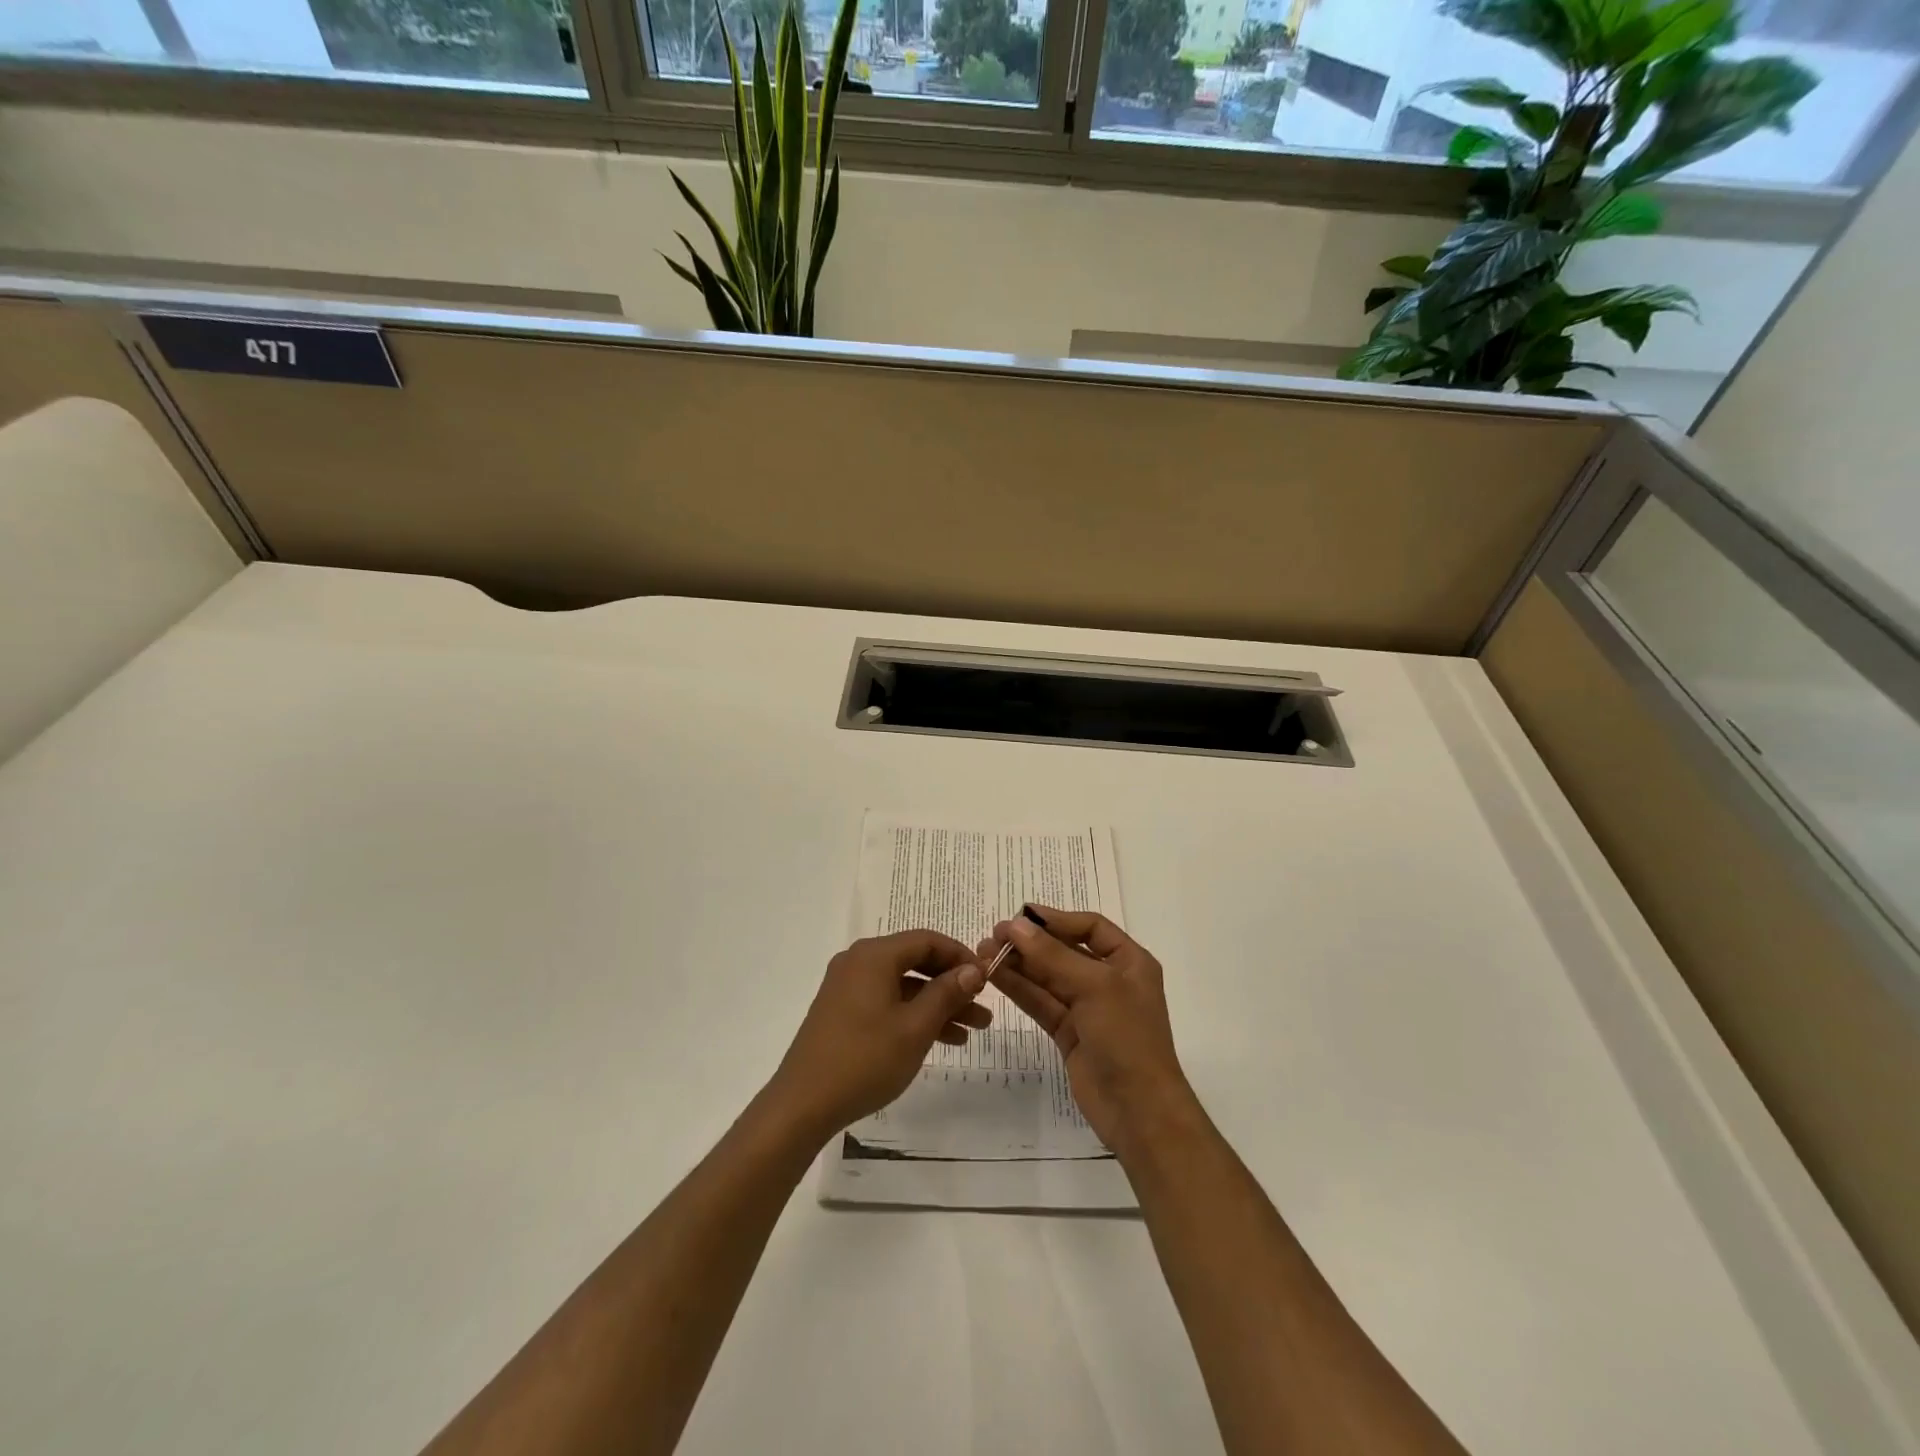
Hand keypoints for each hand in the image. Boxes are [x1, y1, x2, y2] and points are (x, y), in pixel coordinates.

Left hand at [767, 930, 991, 1143]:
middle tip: (983, 1008)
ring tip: (972, 1031)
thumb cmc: (864, 1060)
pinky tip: (940, 1039)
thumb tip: (972, 969)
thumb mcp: (915, 1027)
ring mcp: (847, 986)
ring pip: (903, 985)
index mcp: (874, 955)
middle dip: (952, 985)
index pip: (927, 940)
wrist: (802, 1104)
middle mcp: (859, 961)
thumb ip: (946, 993)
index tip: (987, 980)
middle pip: (916, 961)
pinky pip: (887, 1001)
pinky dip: (913, 1014)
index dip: (961, 956)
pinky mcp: (842, 1010)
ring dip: (937, 1004)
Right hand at [979, 908, 1194, 1157]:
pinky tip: (995, 976)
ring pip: (1048, 978)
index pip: (1090, 927)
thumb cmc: (1127, 1038)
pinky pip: (1041, 1003)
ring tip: (983, 953)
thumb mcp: (1094, 987)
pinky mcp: (1069, 1034)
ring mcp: (1088, 1009)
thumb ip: (1052, 955)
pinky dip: (1019, 989)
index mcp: (1130, 962)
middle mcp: (1110, 980)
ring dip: (1018, 964)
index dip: (1056, 919)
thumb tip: (1016, 925)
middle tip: (993, 936)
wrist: (1139, 1111)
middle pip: (1064, 951)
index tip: (1020, 916)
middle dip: (1030, 943)